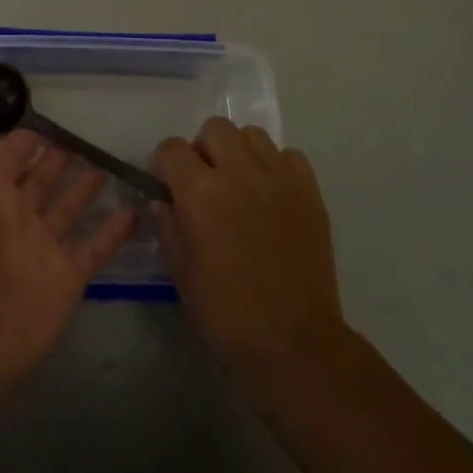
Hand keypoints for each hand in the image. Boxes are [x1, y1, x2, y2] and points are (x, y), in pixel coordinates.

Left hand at [0, 103, 137, 392]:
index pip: (11, 157)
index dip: (25, 139)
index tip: (47, 118)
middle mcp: (18, 216)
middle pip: (43, 179)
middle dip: (59, 158)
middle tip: (83, 137)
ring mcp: (45, 246)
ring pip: (71, 207)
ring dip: (87, 187)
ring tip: (108, 163)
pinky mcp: (68, 275)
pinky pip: (96, 246)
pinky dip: (115, 230)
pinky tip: (137, 210)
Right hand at [154, 117, 344, 375]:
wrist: (293, 343)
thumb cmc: (226, 313)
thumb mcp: (180, 271)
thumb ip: (168, 225)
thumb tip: (162, 199)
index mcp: (200, 192)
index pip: (171, 148)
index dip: (165, 165)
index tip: (169, 186)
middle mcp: (239, 172)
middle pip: (214, 128)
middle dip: (203, 149)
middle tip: (206, 182)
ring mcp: (279, 178)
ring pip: (252, 135)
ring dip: (239, 152)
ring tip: (240, 184)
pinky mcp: (309, 191)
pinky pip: (288, 156)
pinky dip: (276, 166)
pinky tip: (271, 195)